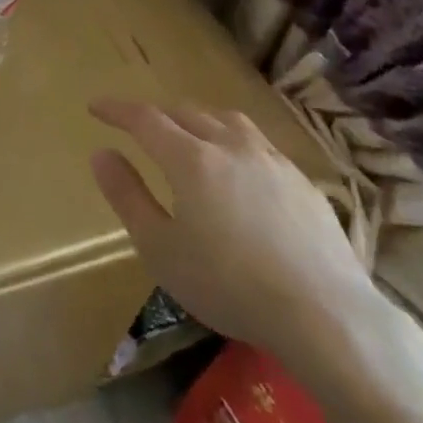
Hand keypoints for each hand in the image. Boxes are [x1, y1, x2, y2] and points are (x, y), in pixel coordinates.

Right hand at [88, 98, 378, 364]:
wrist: (326, 315)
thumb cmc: (230, 285)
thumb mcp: (161, 249)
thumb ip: (127, 196)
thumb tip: (101, 154)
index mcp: (190, 159)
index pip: (144, 119)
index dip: (117, 110)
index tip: (95, 107)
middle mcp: (229, 145)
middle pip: (186, 113)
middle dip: (157, 115)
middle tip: (140, 129)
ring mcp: (271, 160)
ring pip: (227, 120)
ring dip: (200, 120)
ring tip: (191, 136)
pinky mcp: (302, 181)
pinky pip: (260, 144)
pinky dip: (236, 142)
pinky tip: (242, 170)